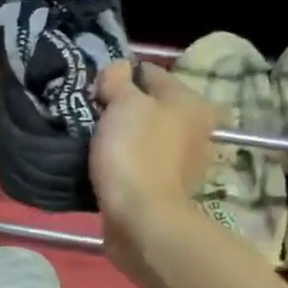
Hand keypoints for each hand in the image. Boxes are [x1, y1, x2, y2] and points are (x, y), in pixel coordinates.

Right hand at [89, 61, 219, 234]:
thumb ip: (117, 79)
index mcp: (191, 102)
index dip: (118, 77)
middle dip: (120, 108)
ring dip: (121, 136)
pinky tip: (104, 165)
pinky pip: (140, 162)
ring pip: (144, 135)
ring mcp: (183, 161)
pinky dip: (124, 161)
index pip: (149, 72)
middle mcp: (196, 128)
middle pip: (149, 106)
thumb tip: (117, 69)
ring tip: (93, 142)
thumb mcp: (122, 103)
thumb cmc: (134, 152)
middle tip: (91, 116)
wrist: (141, 218)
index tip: (93, 91)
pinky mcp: (166, 187)